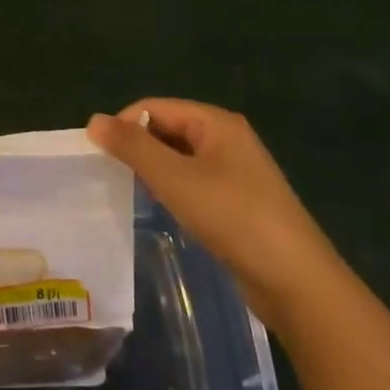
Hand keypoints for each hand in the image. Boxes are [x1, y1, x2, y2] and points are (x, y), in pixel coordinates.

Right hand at [86, 98, 343, 332]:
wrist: (296, 282)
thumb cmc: (233, 218)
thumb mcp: (175, 179)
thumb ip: (133, 147)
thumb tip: (93, 120)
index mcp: (216, 122)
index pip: (155, 107)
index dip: (124, 125)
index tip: (99, 156)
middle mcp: (227, 138)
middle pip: (167, 128)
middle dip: (138, 147)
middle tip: (113, 177)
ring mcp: (235, 171)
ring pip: (178, 157)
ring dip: (154, 170)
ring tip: (134, 193)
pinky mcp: (237, 201)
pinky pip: (192, 181)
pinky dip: (172, 189)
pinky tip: (164, 210)